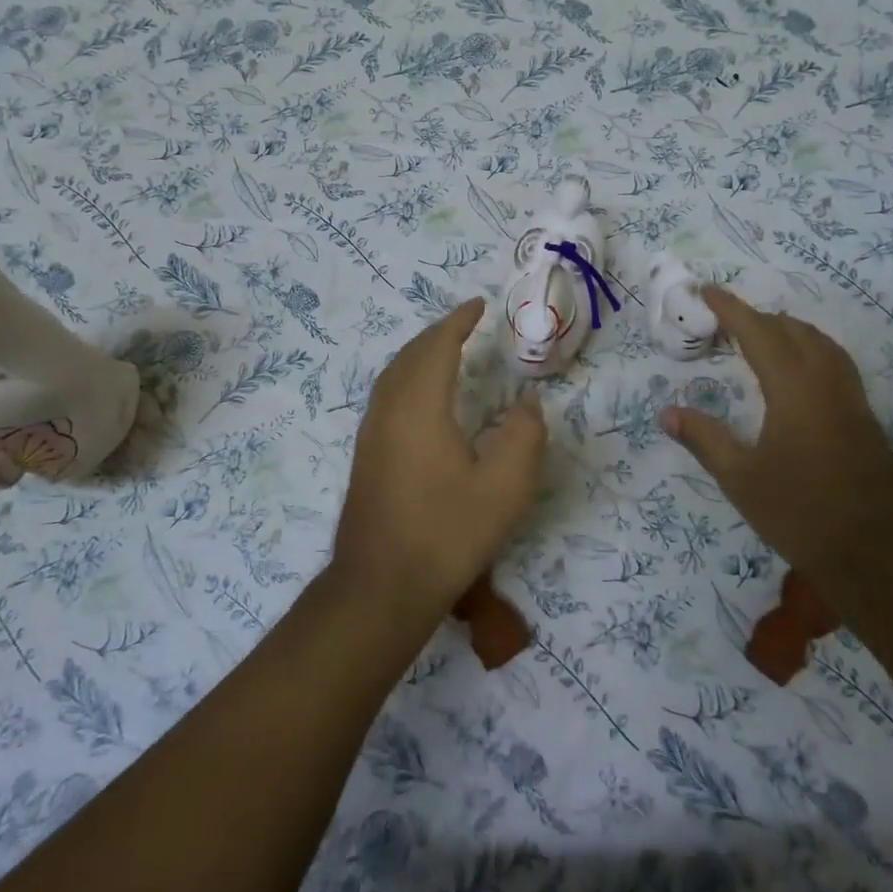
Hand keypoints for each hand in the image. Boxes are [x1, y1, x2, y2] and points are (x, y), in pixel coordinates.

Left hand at [334, 299, 547, 620]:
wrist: (382, 586)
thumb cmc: (447, 533)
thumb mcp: (505, 487)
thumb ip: (523, 435)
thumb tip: (526, 402)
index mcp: (420, 407)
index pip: (437, 347)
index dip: (458, 322)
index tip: (479, 305)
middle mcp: (389, 410)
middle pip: (410, 355)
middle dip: (438, 333)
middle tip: (466, 323)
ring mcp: (371, 434)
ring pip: (393, 375)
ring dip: (420, 354)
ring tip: (446, 350)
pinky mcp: (366, 455)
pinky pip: (387, 395)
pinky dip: (408, 377)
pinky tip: (422, 398)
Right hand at [659, 287, 892, 601]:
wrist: (878, 555)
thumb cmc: (801, 514)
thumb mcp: (740, 479)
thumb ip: (704, 439)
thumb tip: (666, 413)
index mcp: (794, 390)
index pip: (759, 333)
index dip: (732, 309)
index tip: (708, 291)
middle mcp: (827, 383)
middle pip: (794, 331)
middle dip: (759, 317)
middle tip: (726, 320)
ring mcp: (852, 400)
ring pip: (821, 344)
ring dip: (789, 330)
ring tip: (761, 336)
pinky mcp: (866, 418)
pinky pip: (836, 363)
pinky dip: (810, 350)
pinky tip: (798, 373)